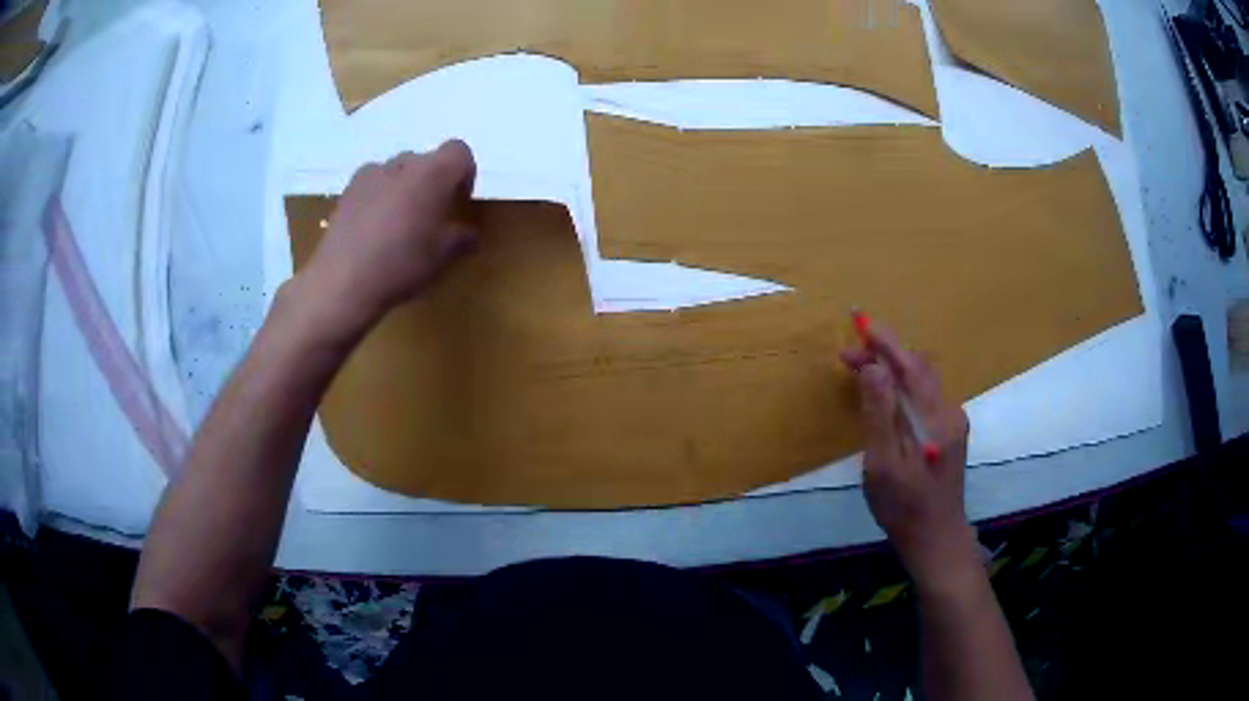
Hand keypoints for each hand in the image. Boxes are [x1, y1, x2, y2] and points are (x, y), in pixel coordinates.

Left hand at [301, 141, 478, 329]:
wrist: (342, 282)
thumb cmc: (401, 264)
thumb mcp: (442, 257)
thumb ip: (461, 239)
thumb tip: (470, 235)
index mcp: (433, 173)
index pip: (459, 152)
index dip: (464, 174)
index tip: (458, 203)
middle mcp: (402, 164)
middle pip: (426, 161)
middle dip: (432, 183)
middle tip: (429, 217)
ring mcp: (370, 174)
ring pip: (397, 172)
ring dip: (404, 189)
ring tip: (398, 224)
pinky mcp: (346, 191)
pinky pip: (372, 185)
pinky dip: (379, 198)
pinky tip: (373, 230)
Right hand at [841, 322, 979, 591]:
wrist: (936, 539)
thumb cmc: (904, 508)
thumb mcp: (883, 465)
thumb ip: (880, 414)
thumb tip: (873, 368)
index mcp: (935, 418)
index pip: (910, 365)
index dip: (885, 342)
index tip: (858, 323)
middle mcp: (949, 411)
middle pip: (917, 369)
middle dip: (884, 354)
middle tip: (847, 357)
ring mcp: (952, 422)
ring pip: (921, 381)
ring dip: (892, 370)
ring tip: (861, 372)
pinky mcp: (949, 432)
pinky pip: (924, 397)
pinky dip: (902, 387)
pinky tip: (885, 399)